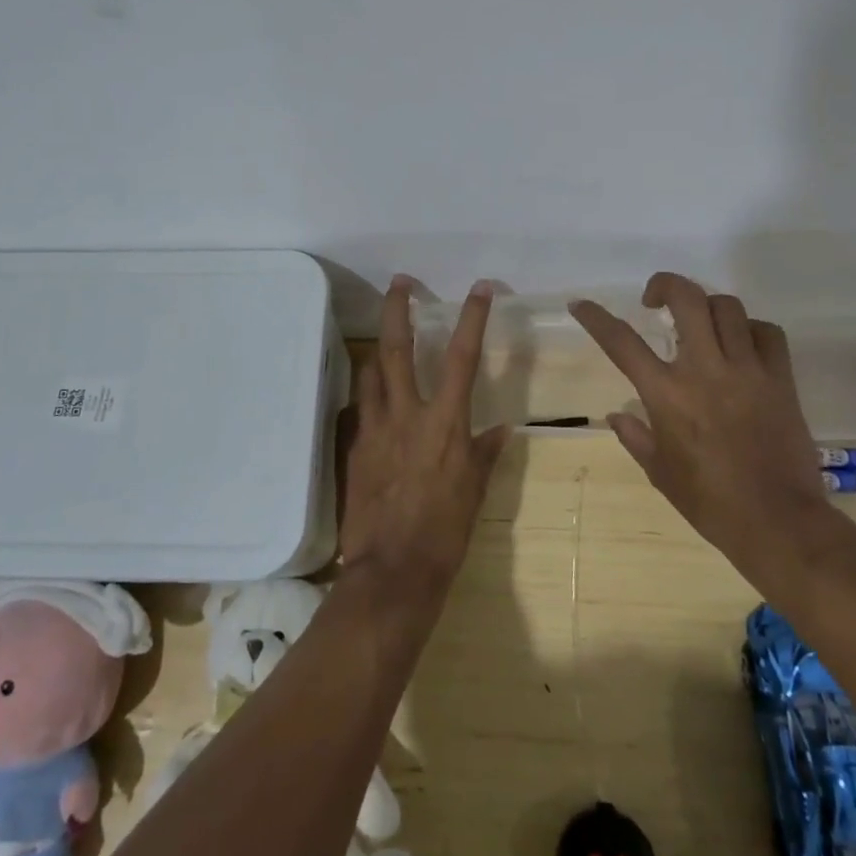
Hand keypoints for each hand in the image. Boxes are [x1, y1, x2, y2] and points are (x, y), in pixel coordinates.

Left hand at [338, 277, 511, 604]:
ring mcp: (375, 429)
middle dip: (398, 310)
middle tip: (400, 283)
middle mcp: (406, 415)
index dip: (472, 318)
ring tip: (384, 339)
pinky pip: (362, 408)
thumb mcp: (475, 491)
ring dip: (378, 350)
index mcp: (444, 423)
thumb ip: (485, 453)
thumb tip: (500, 429)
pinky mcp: (355, 448)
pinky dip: (370, 394)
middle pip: (397, 349)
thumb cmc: (445, 532)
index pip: (463, 357)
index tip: (480, 288)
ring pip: (370, 372)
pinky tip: (375, 399)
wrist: (392, 572)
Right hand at [570, 272, 843, 610]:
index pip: (621, 342)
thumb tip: (616, 416)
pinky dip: (752, 329)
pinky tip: (742, 343)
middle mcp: (704, 370)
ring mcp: (747, 370)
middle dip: (665, 284)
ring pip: (727, 307)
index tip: (581, 303)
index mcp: (667, 394)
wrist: (778, 522)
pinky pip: (767, 332)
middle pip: (686, 299)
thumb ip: (636, 437)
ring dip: (707, 306)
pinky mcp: (780, 379)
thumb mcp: (660, 472)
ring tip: (701, 323)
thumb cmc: (711, 502)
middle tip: (655, 299)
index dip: (596, 317)